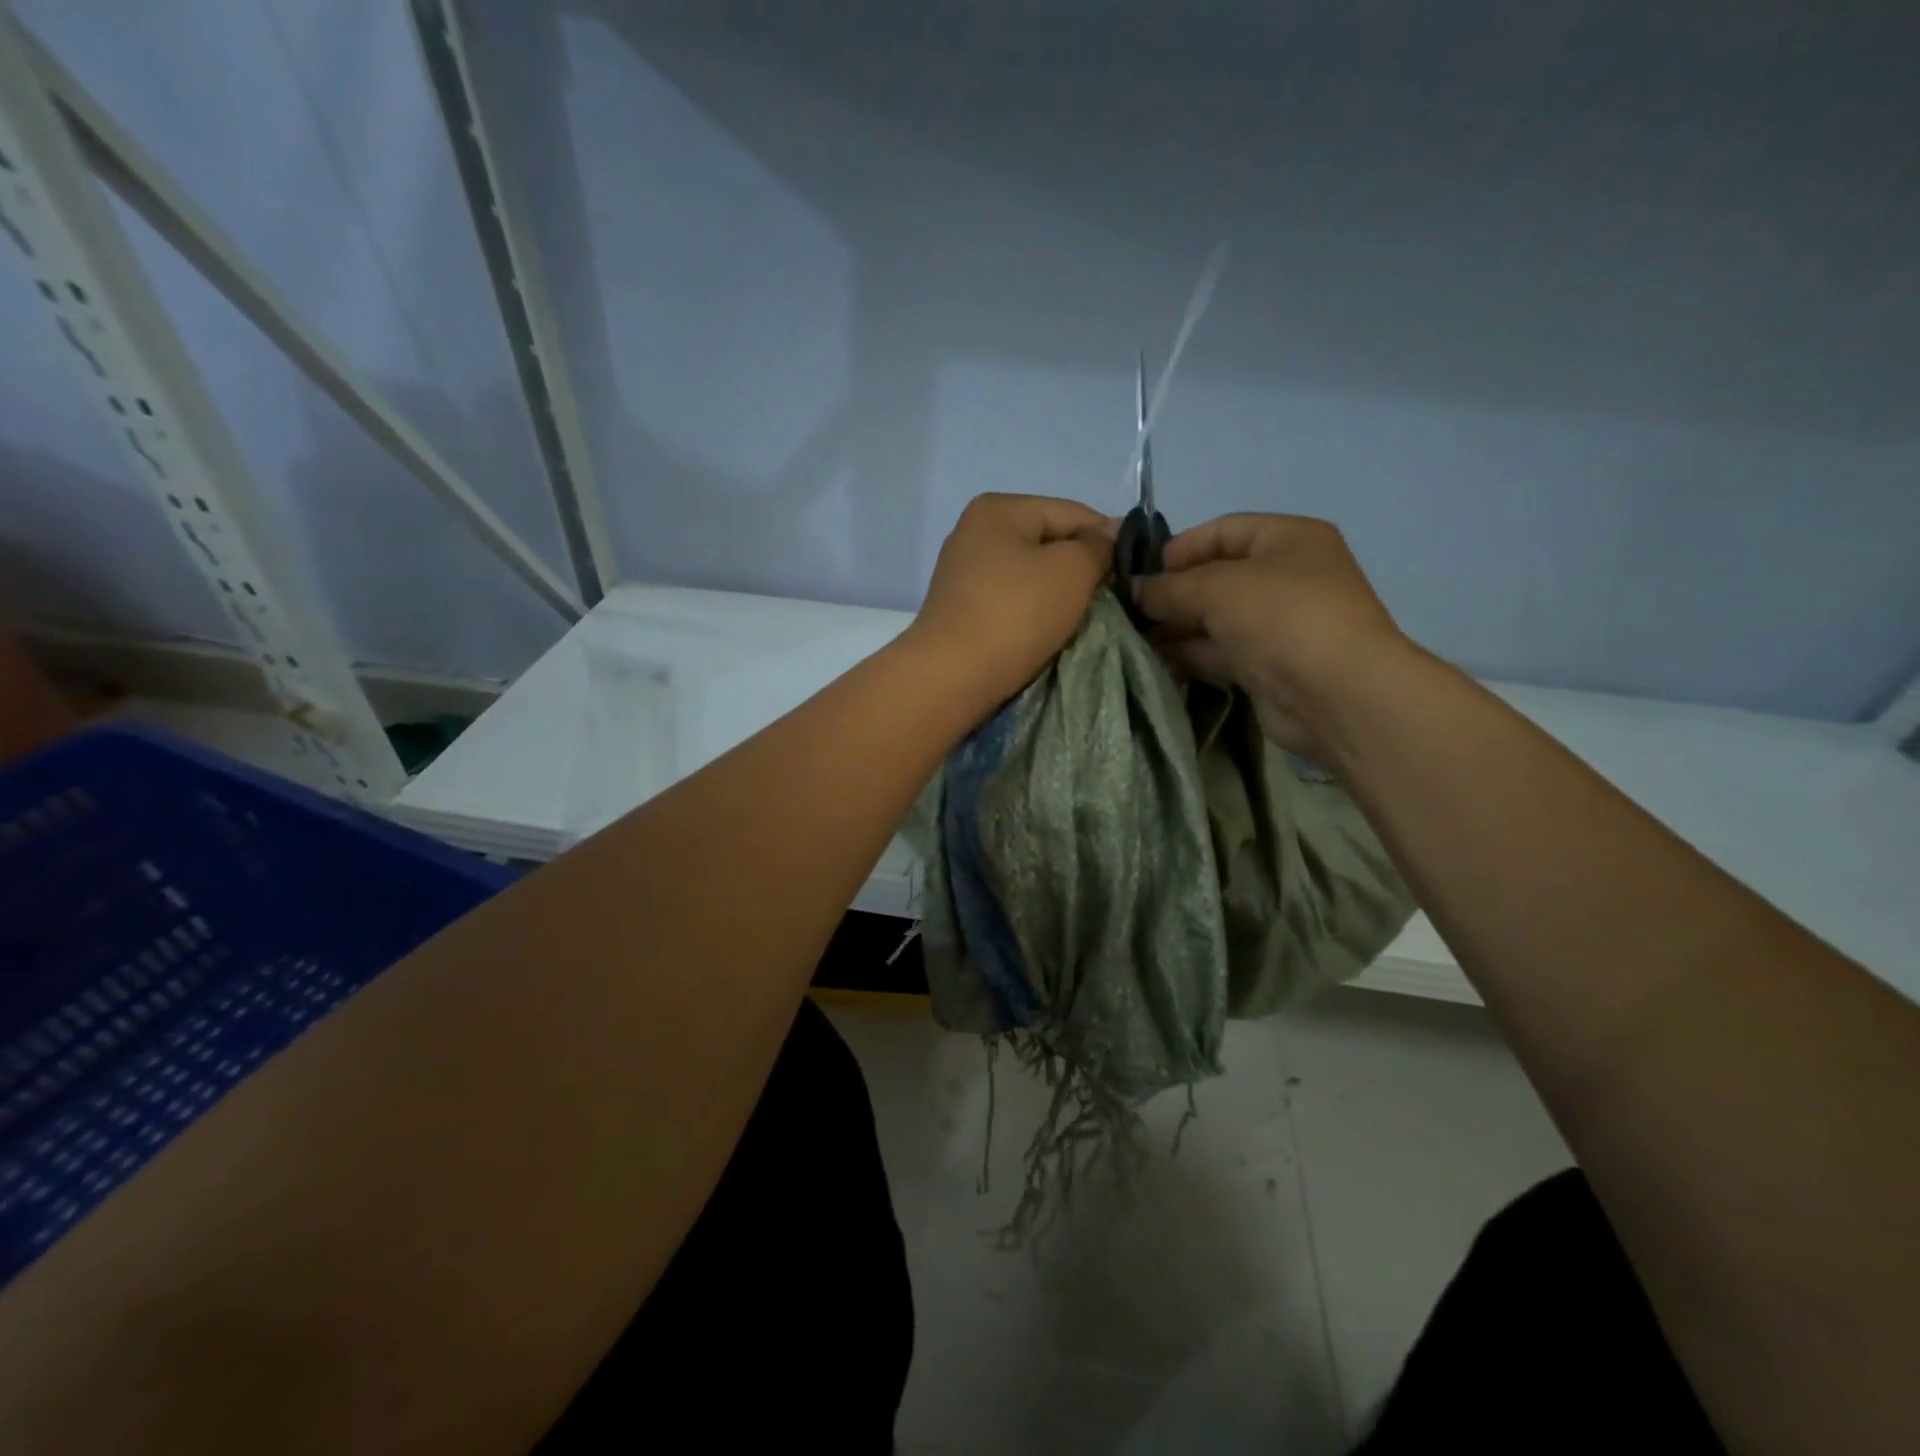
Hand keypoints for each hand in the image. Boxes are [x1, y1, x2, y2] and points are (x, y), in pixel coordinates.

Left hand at [912, 493, 1112, 706]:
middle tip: (1108, 601)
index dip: (1108, 539)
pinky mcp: (961, 610)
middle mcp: (975, 532)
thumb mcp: (1072, 570)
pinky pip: (1011, 602)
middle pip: (1049, 544)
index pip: (1072, 513)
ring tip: (1079, 620)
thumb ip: (1097, 546)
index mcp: (999, 508)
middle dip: (1081, 570)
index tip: (1132, 573)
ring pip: (1031, 576)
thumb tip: (1106, 537)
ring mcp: (964, 573)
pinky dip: (1033, 614)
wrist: (953, 676)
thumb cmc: (1016, 614)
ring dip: (1058, 595)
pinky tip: (1047, 633)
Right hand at [1134, 513, 1410, 759]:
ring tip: (1131, 636)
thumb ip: (1168, 588)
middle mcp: (1286, 577)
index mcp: (1288, 539)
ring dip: (1175, 626)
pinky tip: (1153, 659)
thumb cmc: (1281, 618)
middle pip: (1217, 576)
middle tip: (1128, 609)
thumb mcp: (1216, 589)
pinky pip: (1220, 652)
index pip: (1224, 530)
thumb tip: (1134, 590)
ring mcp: (1278, 625)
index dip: (1180, 547)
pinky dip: (1189, 653)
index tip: (1140, 572)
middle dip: (1172, 591)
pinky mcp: (1268, 666)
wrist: (1335, 694)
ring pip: (1215, 618)